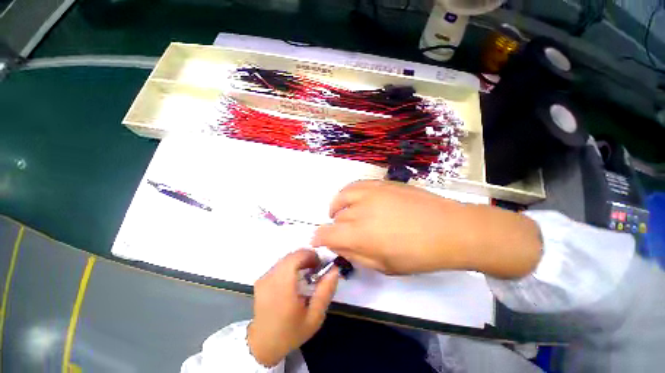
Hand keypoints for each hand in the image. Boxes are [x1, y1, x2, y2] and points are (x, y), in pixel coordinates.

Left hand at [248, 249, 338, 366]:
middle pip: (292, 255)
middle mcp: (270, 277)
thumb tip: (334, 270)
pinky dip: (290, 265)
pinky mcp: (261, 279)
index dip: (311, 255)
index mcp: (282, 286)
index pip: (297, 256)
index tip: (320, 265)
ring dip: (299, 261)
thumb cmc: (290, 332)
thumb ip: (325, 292)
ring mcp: (263, 277)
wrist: (263, 344)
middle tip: (316, 269)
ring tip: (307, 274)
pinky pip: (279, 264)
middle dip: (306, 257)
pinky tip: (295, 279)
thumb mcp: (314, 317)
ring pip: (286, 258)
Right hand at [312, 180, 541, 277]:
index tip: (318, 240)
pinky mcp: (381, 183)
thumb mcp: (384, 266)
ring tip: (340, 212)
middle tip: (342, 234)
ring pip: (342, 196)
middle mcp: (360, 210)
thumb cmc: (418, 255)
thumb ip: (357, 255)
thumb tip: (339, 246)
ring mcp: (371, 192)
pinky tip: (353, 199)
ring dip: (337, 207)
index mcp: (360, 234)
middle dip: (334, 227)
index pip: (327, 234)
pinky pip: (356, 185)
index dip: (319, 238)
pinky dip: (348, 193)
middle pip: (336, 217)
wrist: (448, 228)